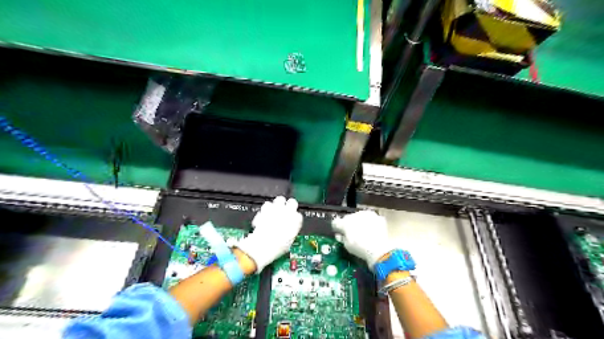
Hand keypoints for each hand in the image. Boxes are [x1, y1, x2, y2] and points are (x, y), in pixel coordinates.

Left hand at [236, 196, 301, 272]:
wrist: (261, 246)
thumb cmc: (275, 247)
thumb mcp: (289, 243)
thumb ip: (291, 233)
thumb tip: (289, 232)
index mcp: (296, 221)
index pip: (299, 215)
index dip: (294, 219)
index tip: (291, 222)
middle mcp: (288, 212)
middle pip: (292, 202)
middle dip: (289, 206)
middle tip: (285, 212)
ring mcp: (276, 209)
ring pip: (280, 200)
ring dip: (278, 205)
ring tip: (274, 212)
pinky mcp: (265, 209)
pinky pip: (268, 204)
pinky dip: (267, 208)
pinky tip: (265, 214)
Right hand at [333, 210, 394, 270]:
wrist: (379, 249)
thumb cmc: (360, 248)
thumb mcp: (347, 246)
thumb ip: (342, 238)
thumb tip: (341, 235)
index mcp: (344, 223)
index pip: (336, 222)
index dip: (337, 228)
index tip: (339, 232)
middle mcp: (354, 215)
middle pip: (348, 218)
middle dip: (349, 224)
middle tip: (352, 233)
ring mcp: (366, 214)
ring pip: (359, 216)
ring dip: (360, 222)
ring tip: (364, 231)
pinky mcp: (376, 216)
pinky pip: (370, 218)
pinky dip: (370, 223)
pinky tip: (372, 230)